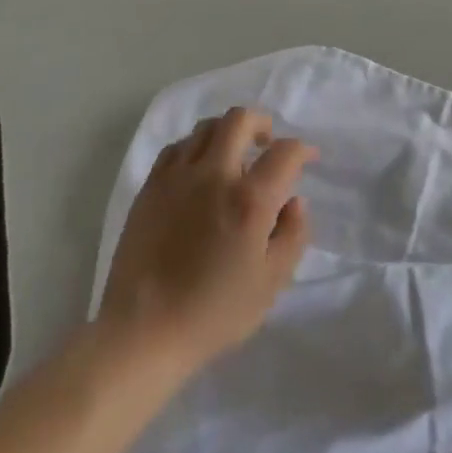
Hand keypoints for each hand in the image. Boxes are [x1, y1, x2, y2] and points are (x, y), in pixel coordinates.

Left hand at [99, 108, 315, 374]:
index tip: (308, 158)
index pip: (285, 152)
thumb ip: (293, 235)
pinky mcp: (150, 188)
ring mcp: (177, 177)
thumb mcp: (271, 283)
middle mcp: (214, 176)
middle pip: (240, 119)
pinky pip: (176, 148)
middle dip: (262, 123)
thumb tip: (294, 201)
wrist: (142, 333)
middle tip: (267, 144)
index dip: (303, 149)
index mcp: (249, 199)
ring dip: (227, 133)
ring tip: (233, 157)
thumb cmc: (214, 313)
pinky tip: (199, 171)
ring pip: (205, 127)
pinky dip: (195, 148)